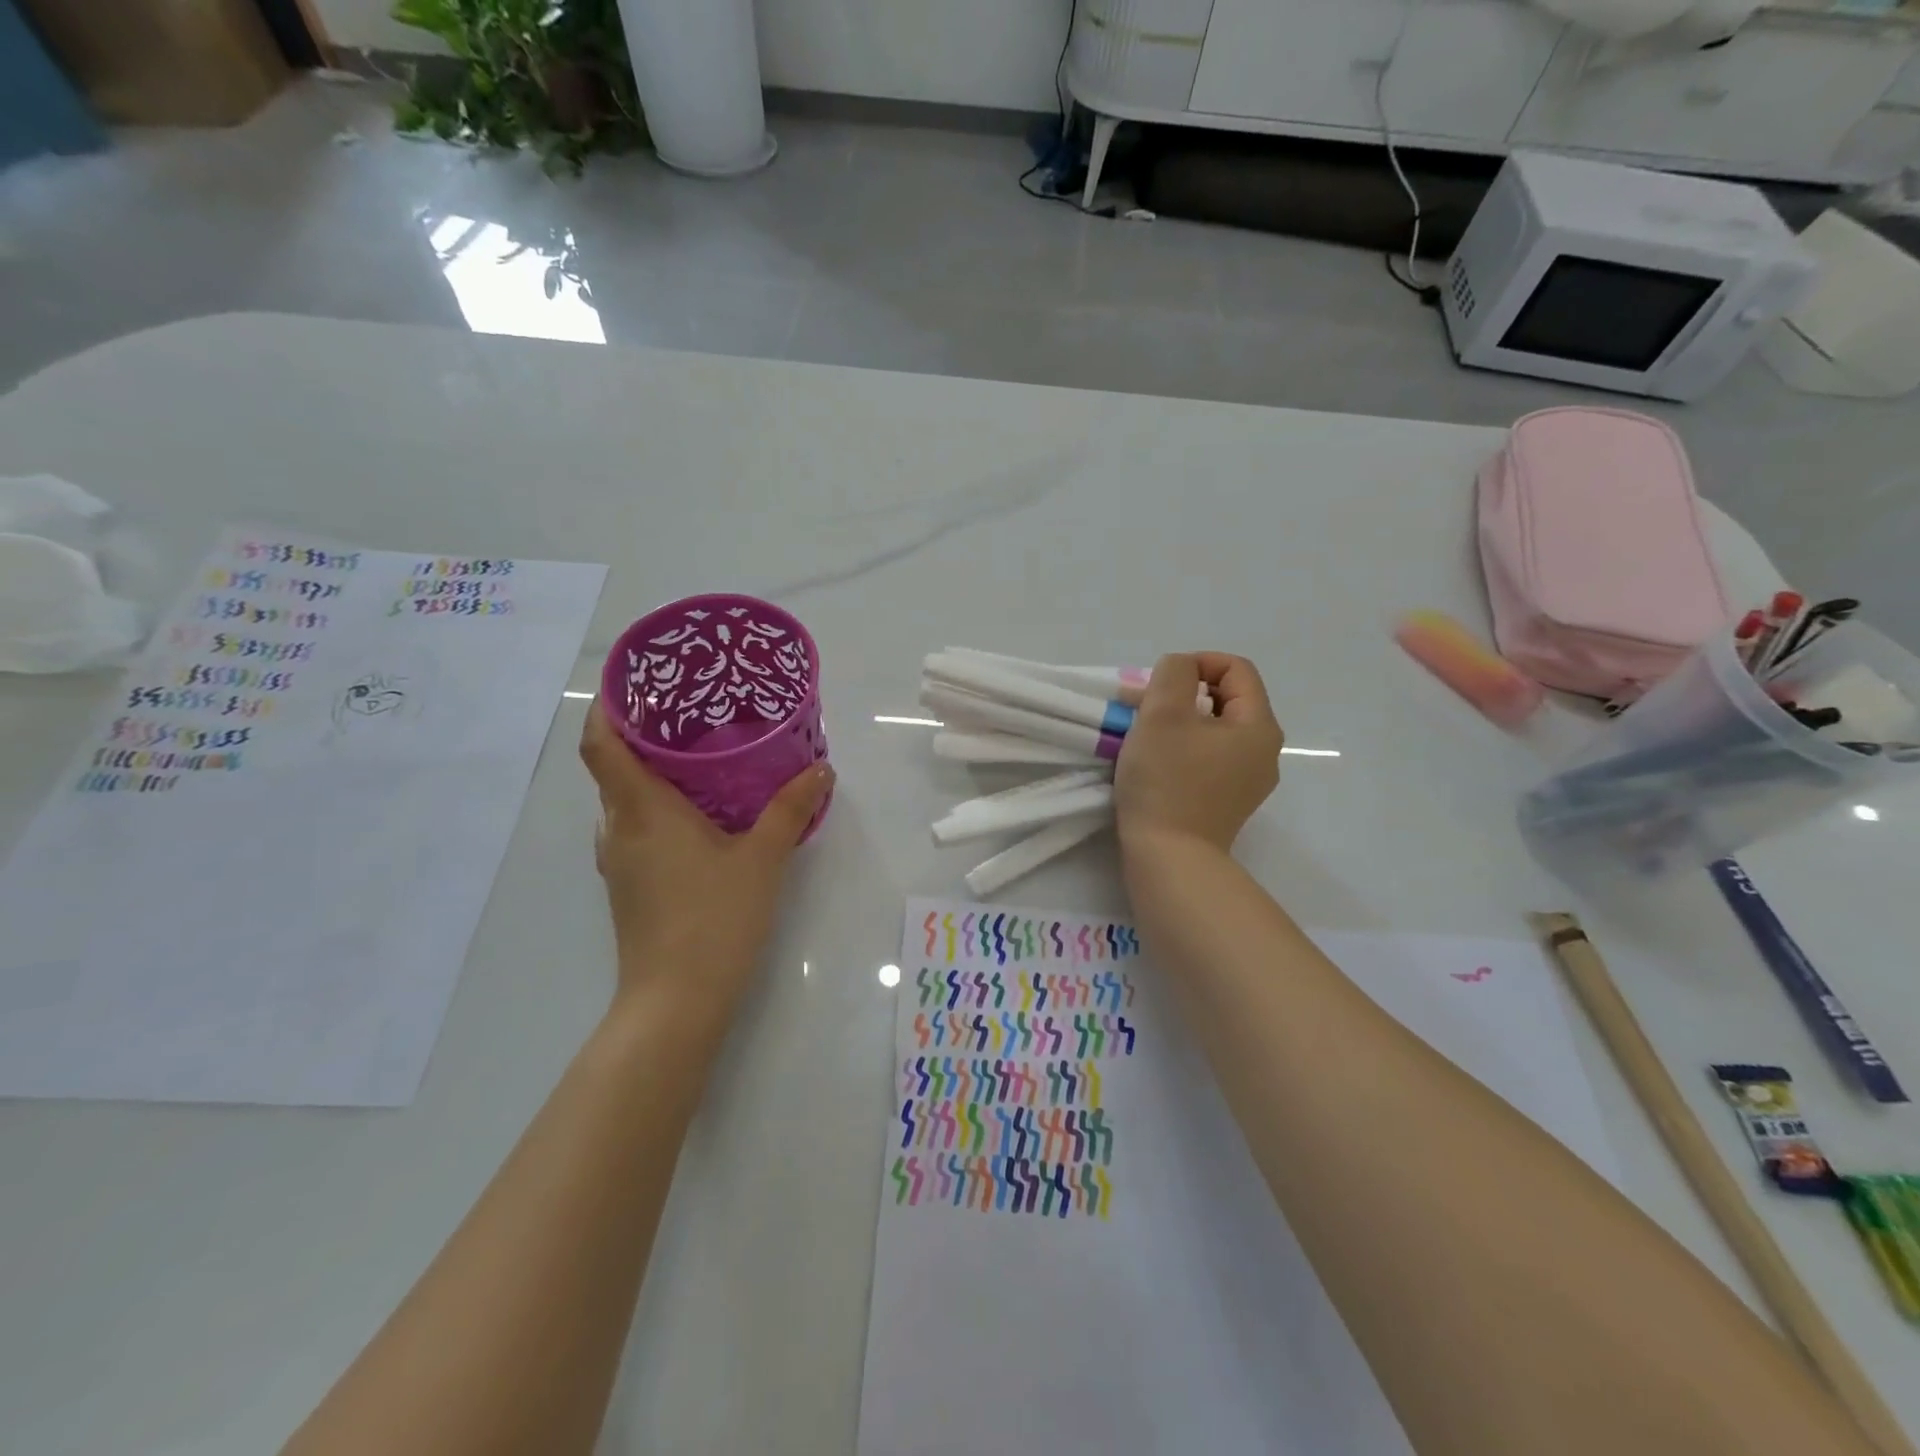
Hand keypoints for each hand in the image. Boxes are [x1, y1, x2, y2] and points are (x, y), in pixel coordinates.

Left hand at [579, 705, 833, 1021]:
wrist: (675, 1002)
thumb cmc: (714, 918)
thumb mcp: (762, 858)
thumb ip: (791, 809)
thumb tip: (821, 768)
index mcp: (640, 809)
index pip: (601, 743)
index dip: (608, 706)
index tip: (634, 679)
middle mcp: (618, 829)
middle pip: (612, 767)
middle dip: (642, 735)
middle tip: (690, 711)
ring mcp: (619, 861)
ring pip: (625, 801)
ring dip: (650, 774)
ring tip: (698, 757)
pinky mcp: (629, 887)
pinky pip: (636, 829)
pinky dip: (657, 809)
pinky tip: (700, 816)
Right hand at [1115, 652, 1282, 854]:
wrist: (1169, 858)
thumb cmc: (1167, 781)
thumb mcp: (1163, 713)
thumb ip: (1173, 674)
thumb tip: (1180, 670)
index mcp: (1258, 726)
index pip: (1236, 669)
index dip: (1196, 662)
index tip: (1159, 680)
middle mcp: (1263, 751)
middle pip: (1226, 699)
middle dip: (1183, 692)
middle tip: (1144, 704)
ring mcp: (1247, 781)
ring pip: (1214, 729)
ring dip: (1179, 720)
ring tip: (1142, 731)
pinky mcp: (1227, 802)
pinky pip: (1208, 757)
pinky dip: (1183, 747)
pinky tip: (1155, 761)